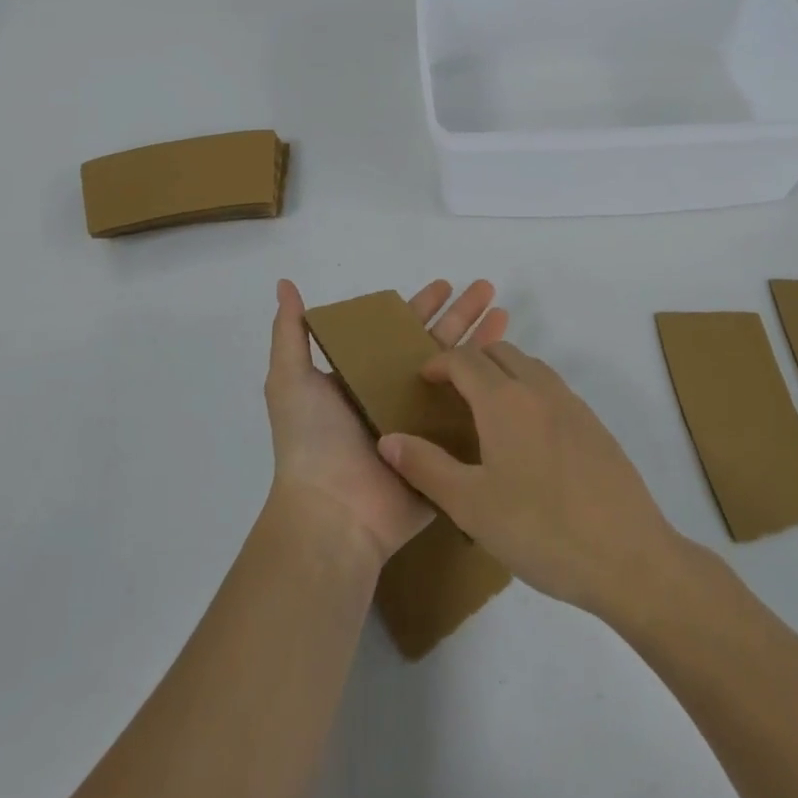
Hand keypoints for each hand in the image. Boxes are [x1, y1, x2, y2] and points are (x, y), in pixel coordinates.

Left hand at [266, 279, 506, 565]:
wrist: (334, 514)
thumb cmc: (312, 442)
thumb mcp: (289, 380)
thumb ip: (290, 333)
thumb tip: (284, 283)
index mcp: (366, 377)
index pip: (400, 331)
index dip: (422, 306)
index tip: (446, 284)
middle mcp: (397, 396)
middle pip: (437, 345)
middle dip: (462, 316)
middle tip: (487, 288)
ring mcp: (426, 425)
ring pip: (461, 375)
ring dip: (483, 344)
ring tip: (505, 313)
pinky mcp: (447, 453)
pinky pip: (474, 417)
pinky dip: (494, 392)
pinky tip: (513, 366)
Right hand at [376, 342, 679, 617]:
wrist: (630, 557)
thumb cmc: (542, 530)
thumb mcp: (471, 505)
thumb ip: (425, 467)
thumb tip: (387, 439)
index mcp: (505, 400)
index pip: (463, 359)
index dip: (438, 363)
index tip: (422, 381)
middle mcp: (539, 389)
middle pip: (498, 352)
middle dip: (469, 361)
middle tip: (450, 393)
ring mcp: (572, 404)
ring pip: (529, 366)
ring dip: (502, 372)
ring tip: (485, 409)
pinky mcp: (595, 425)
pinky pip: (552, 388)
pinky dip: (528, 391)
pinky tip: (526, 436)